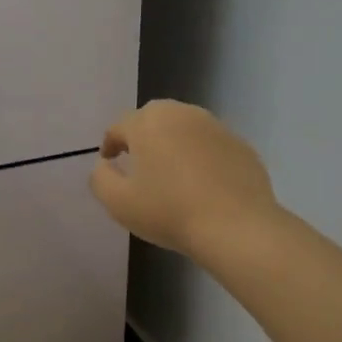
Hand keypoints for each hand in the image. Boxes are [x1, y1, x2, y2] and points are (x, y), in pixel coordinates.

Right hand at [89, 100, 276, 258]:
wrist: (236, 227)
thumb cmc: (169, 212)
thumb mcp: (118, 202)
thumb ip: (100, 178)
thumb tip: (104, 166)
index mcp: (149, 123)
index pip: (120, 126)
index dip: (110, 143)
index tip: (108, 161)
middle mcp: (182, 114)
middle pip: (154, 118)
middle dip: (141, 135)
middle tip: (137, 161)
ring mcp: (216, 127)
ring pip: (184, 128)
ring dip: (172, 143)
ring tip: (169, 170)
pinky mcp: (241, 145)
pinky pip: (210, 145)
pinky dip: (199, 156)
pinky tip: (200, 182)